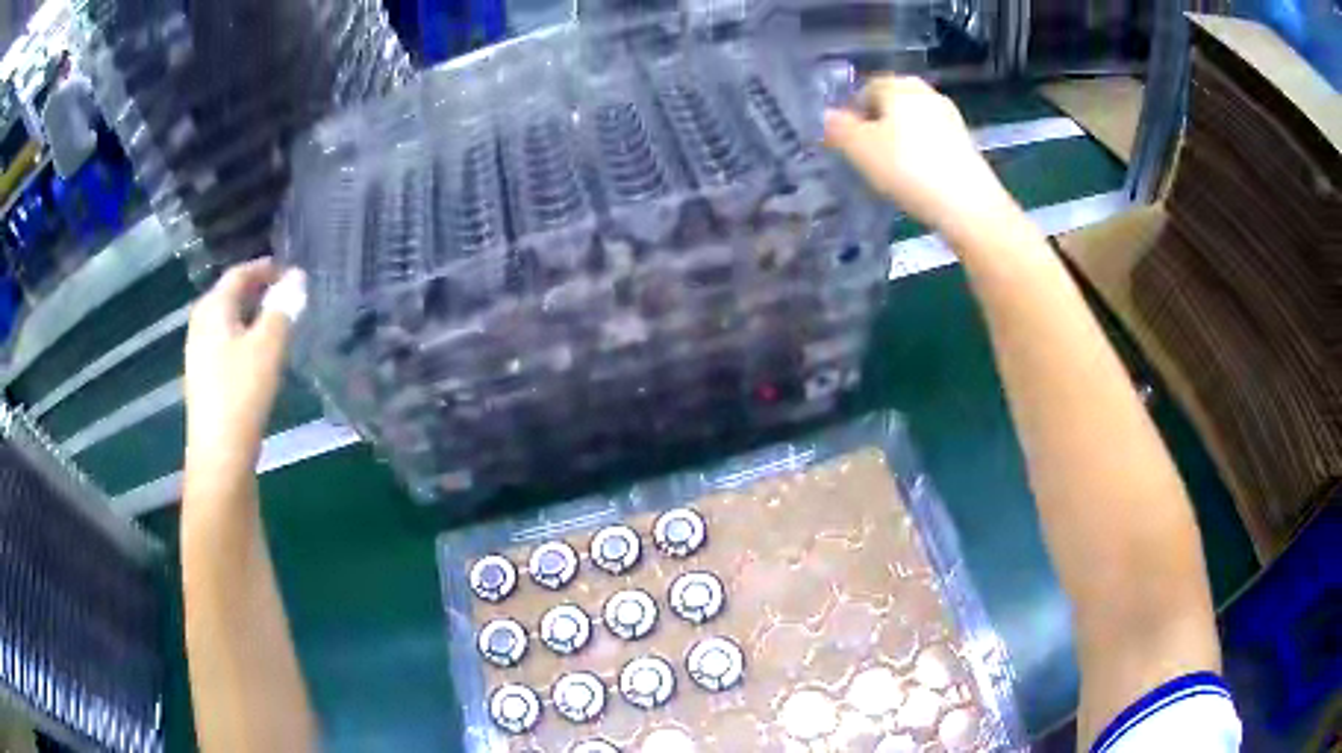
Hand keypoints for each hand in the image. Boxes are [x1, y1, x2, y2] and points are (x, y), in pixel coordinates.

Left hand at [184, 259, 303, 475]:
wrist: (219, 456)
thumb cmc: (242, 393)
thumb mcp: (268, 347)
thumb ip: (283, 309)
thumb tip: (297, 277)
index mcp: (213, 309)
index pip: (238, 274)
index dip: (264, 268)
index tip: (290, 271)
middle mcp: (200, 325)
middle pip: (227, 295)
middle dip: (255, 289)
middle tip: (283, 293)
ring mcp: (198, 355)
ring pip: (225, 322)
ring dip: (248, 315)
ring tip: (274, 322)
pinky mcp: (203, 381)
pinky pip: (223, 344)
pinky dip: (241, 338)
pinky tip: (256, 356)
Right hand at [824, 76, 1015, 243]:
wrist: (969, 205)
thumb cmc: (908, 168)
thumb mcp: (860, 149)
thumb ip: (839, 128)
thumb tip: (827, 116)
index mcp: (899, 86)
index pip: (867, 87)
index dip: (854, 110)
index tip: (848, 138)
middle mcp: (927, 93)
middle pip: (894, 102)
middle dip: (879, 121)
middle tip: (868, 151)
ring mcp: (951, 117)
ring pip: (915, 121)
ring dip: (901, 137)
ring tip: (892, 168)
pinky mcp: (966, 144)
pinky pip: (934, 140)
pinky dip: (922, 152)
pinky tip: (918, 177)